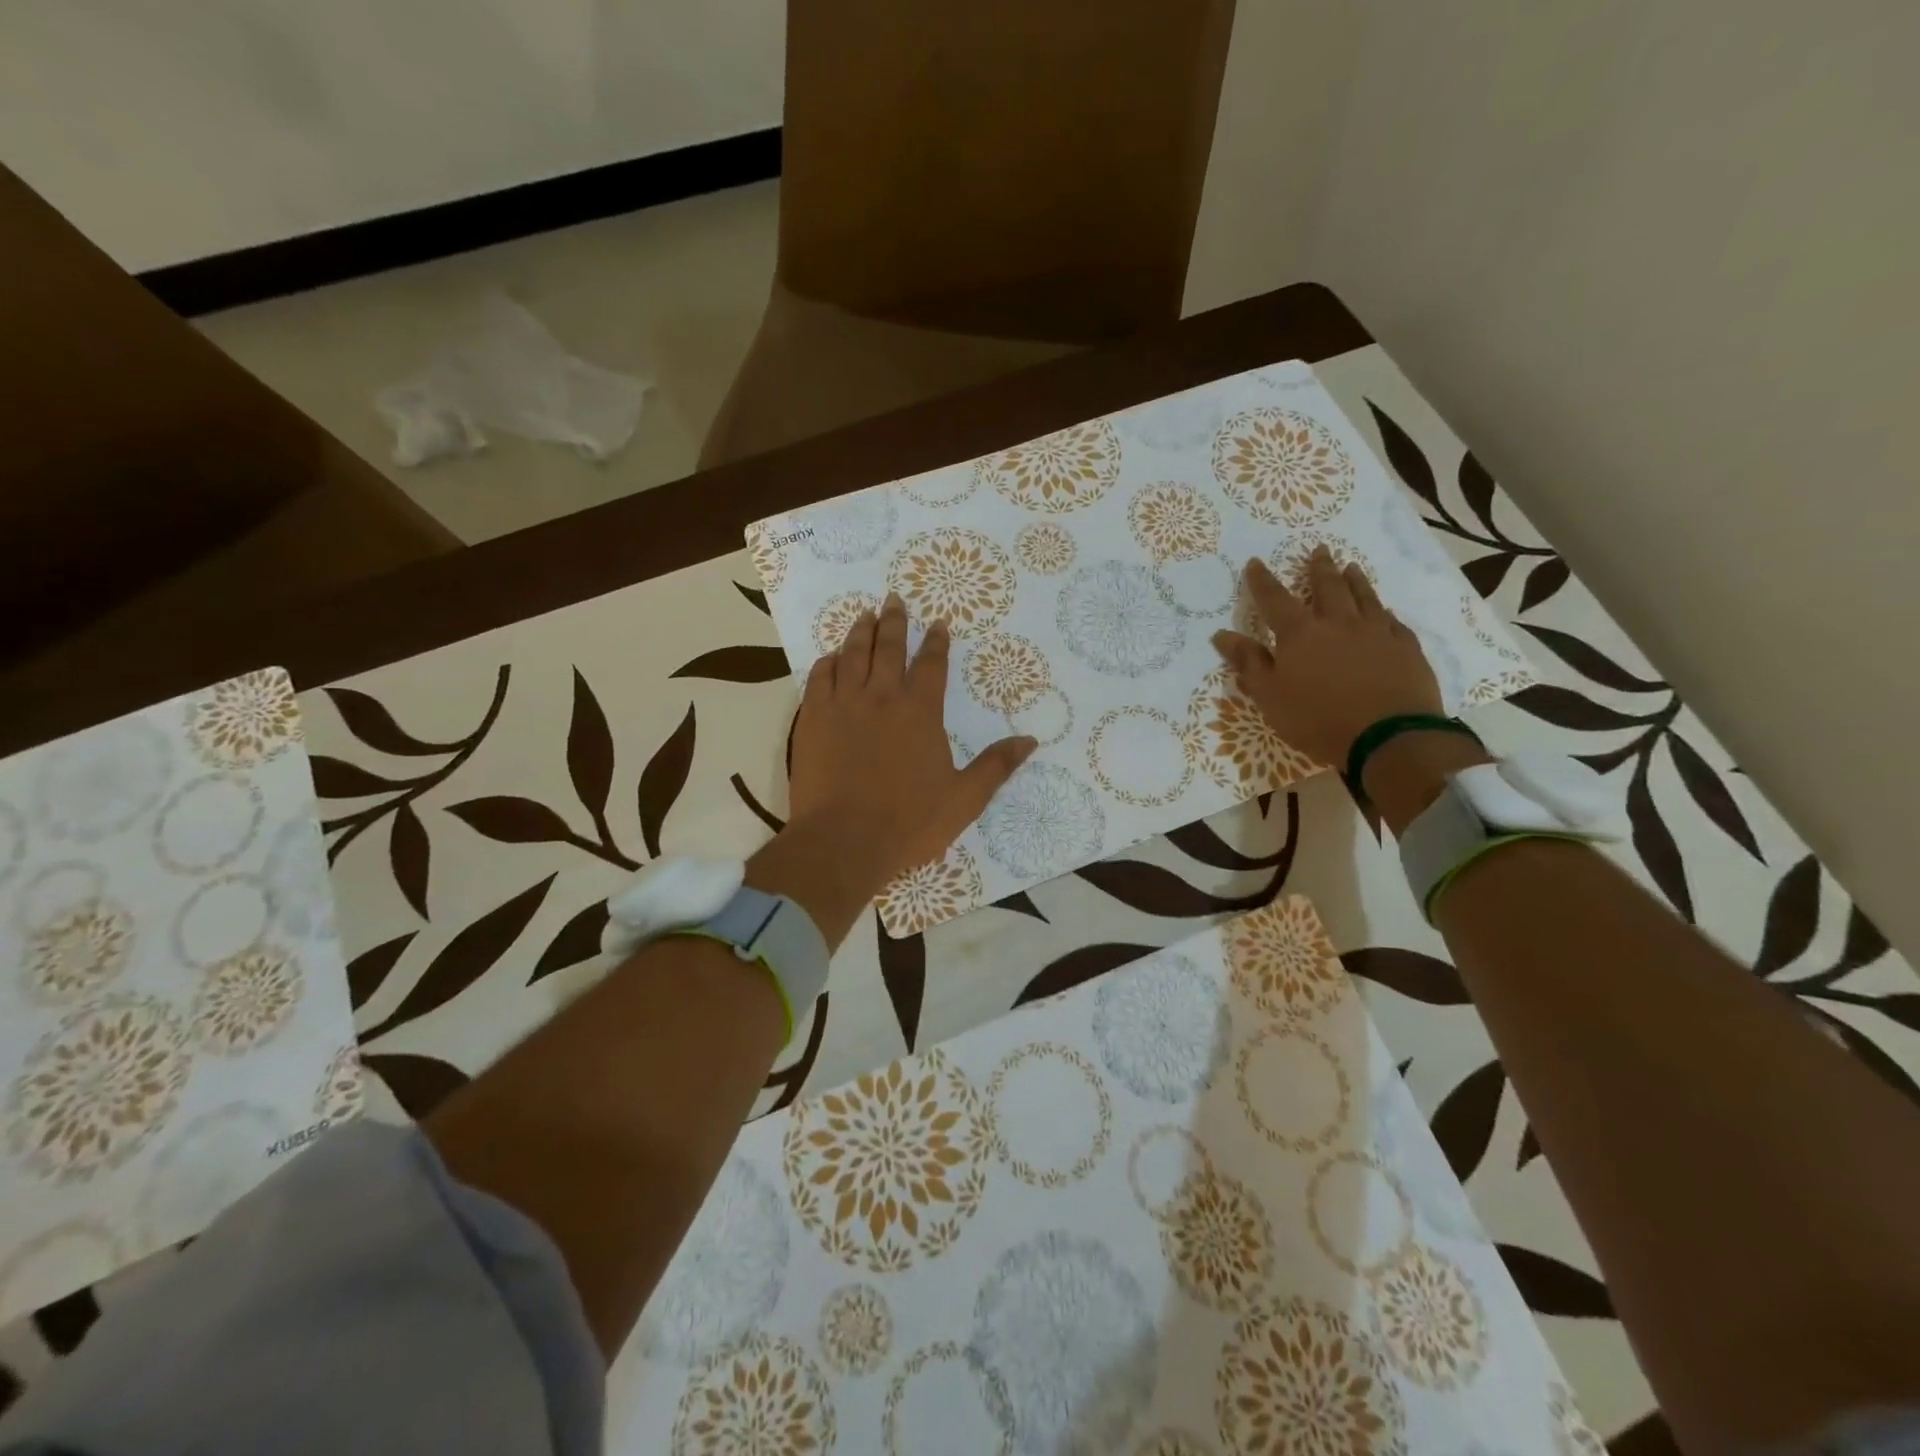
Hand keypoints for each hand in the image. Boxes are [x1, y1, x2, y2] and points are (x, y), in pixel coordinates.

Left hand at [759, 593, 1035, 939]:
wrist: (842, 842)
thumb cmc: (908, 823)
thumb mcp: (964, 799)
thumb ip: (996, 767)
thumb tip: (1030, 741)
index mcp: (920, 712)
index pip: (931, 664)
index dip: (935, 641)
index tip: (937, 623)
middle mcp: (881, 698)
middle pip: (888, 648)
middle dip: (894, 621)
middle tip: (893, 599)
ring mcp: (842, 706)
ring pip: (852, 656)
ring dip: (860, 632)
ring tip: (864, 614)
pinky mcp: (812, 720)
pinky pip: (819, 679)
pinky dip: (827, 663)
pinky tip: (831, 658)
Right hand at [1211, 548, 1443, 769]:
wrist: (1388, 737)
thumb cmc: (1317, 718)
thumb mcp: (1270, 695)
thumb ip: (1248, 663)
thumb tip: (1221, 635)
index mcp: (1300, 634)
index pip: (1275, 600)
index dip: (1262, 581)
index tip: (1255, 562)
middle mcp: (1339, 623)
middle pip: (1328, 587)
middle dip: (1319, 568)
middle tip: (1319, 549)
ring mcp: (1377, 633)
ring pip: (1364, 597)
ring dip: (1355, 581)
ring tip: (1351, 567)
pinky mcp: (1406, 648)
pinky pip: (1393, 622)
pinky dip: (1384, 613)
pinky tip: (1385, 612)